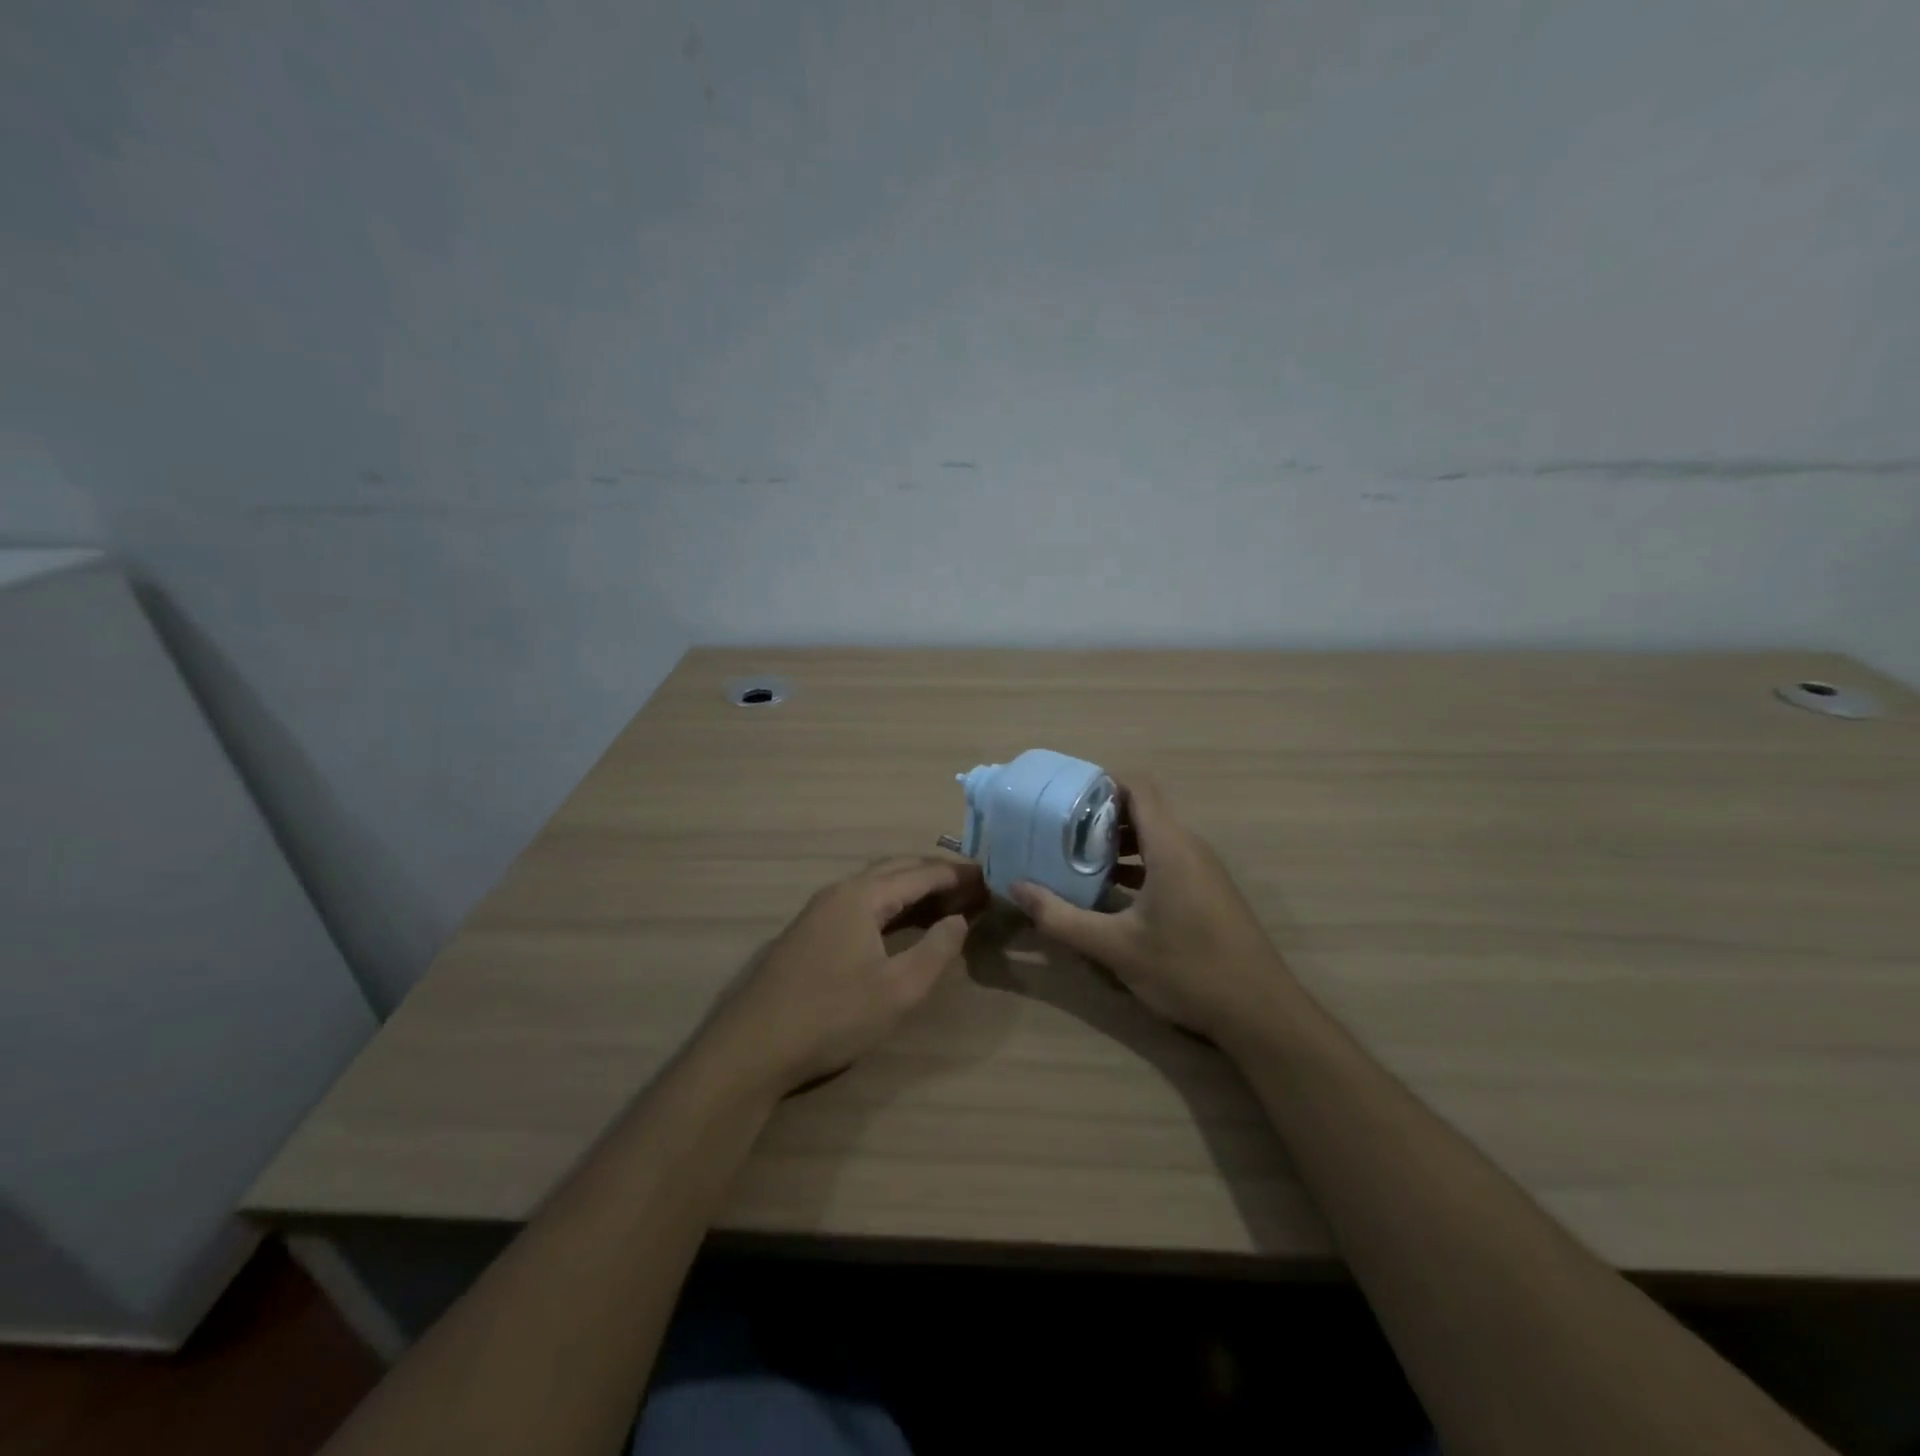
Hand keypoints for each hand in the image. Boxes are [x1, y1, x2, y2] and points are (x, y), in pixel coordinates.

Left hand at [708, 857, 987, 1094]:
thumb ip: (937, 951)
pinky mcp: (810, 932)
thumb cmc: (832, 1016)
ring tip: (946, 899)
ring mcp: (820, 911)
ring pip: (876, 884)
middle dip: (936, 873)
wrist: (753, 1046)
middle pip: (896, 869)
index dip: (956, 874)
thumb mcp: (898, 990)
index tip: (988, 877)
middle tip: (971, 885)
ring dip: (912, 886)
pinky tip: (901, 921)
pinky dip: (891, 902)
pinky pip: (861, 901)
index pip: (920, 873)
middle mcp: (840, 891)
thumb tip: (959, 919)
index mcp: (862, 896)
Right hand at [1009, 778, 1286, 1038]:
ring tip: (1077, 860)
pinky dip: (1138, 865)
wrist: (1261, 1013)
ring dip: (1118, 844)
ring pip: (1156, 838)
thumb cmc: (1187, 970)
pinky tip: (1111, 894)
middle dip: (1101, 816)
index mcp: (1171, 846)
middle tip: (1059, 832)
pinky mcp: (1209, 892)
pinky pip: (1168, 860)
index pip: (1137, 788)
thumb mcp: (1114, 947)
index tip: (1063, 798)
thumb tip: (1016, 888)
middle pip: (1144, 810)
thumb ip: (1061, 917)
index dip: (1101, 783)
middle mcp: (1190, 848)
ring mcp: (1204, 871)